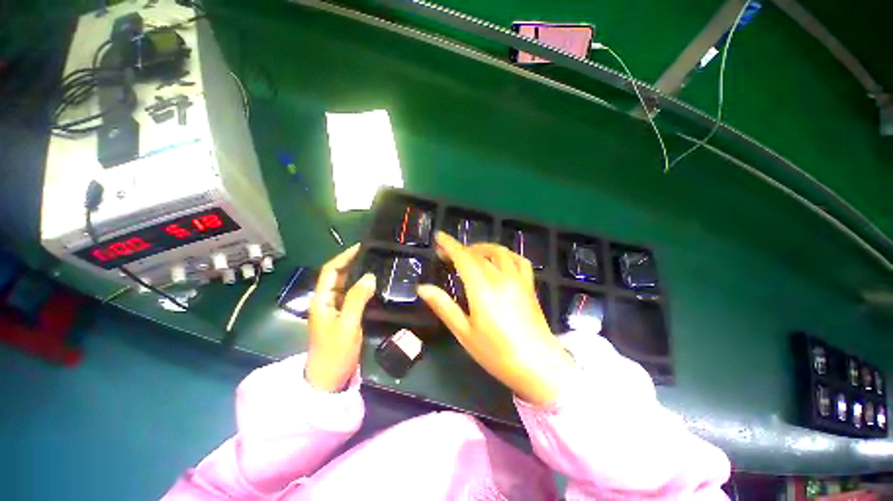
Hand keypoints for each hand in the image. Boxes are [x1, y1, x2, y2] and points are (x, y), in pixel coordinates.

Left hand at [306, 244, 376, 391]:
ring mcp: (335, 309)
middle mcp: (326, 300)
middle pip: (338, 275)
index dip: (344, 256)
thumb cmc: (334, 352)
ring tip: (377, 264)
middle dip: (353, 262)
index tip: (361, 247)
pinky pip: (353, 296)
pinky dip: (363, 287)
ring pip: (346, 285)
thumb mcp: (347, 324)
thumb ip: (357, 299)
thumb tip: (370, 276)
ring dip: (359, 274)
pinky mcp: (344, 316)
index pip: (331, 270)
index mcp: (321, 299)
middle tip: (374, 254)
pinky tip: (375, 284)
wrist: (328, 379)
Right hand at [418, 232, 573, 405]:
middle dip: (460, 248)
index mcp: (482, 288)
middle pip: (478, 253)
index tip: (439, 237)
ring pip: (499, 251)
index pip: (463, 257)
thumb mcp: (464, 332)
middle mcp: (501, 277)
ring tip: (469, 254)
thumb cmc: (497, 353)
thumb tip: (422, 288)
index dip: (450, 244)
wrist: (539, 365)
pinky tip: (499, 260)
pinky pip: (519, 259)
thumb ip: (444, 307)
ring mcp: (518, 279)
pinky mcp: (529, 285)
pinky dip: (505, 254)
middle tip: (446, 252)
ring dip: (481, 248)